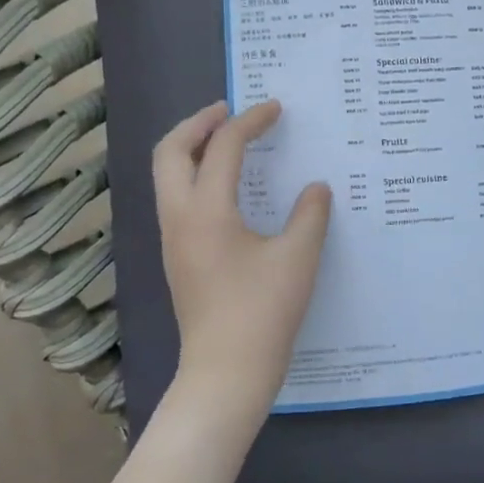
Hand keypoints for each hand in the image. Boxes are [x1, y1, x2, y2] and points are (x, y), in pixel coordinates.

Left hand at [153, 99, 331, 435]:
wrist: (226, 373)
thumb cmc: (263, 312)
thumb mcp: (299, 258)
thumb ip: (310, 214)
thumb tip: (315, 188)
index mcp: (206, 210)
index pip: (224, 148)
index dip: (251, 122)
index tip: (275, 109)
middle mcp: (179, 218)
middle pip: (171, 151)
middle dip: (199, 122)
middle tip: (231, 111)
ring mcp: (173, 239)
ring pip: (168, 175)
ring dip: (194, 148)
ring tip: (228, 140)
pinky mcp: (178, 258)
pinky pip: (177, 198)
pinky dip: (196, 175)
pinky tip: (229, 186)